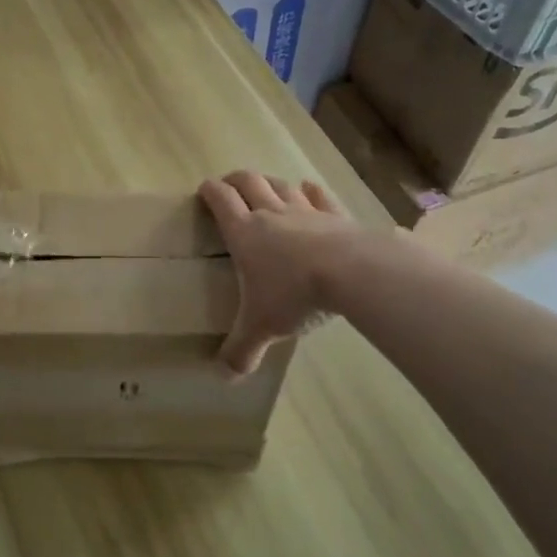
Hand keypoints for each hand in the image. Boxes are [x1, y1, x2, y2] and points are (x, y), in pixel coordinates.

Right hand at [199, 171, 362, 373]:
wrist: (351, 273)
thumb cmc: (294, 294)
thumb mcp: (261, 327)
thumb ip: (242, 350)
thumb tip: (224, 376)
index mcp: (244, 232)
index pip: (220, 200)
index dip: (210, 191)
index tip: (204, 190)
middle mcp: (271, 213)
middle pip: (249, 182)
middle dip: (236, 180)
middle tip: (230, 186)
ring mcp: (306, 211)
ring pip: (282, 185)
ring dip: (270, 183)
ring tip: (266, 188)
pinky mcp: (336, 215)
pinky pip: (319, 196)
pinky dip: (310, 190)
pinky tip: (309, 189)